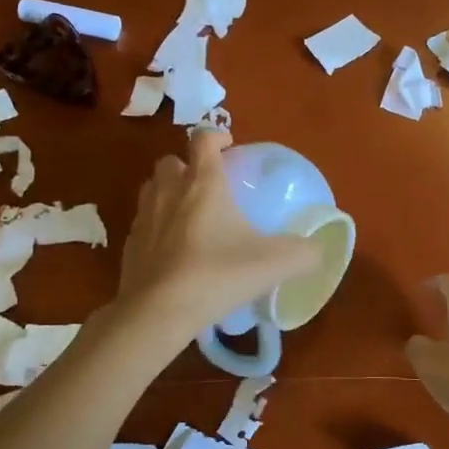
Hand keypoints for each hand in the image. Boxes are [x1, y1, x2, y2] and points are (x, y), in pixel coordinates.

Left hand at [115, 131, 319, 344]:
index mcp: (203, 183)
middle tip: (208, 186)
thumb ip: (303, 254)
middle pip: (171, 161)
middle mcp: (169, 191)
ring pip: (152, 189)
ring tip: (189, 215)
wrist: (158, 312)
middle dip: (188, 166)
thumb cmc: (217, 275)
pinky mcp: (129, 245)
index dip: (216, 136)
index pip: (203, 139)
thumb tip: (319, 251)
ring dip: (169, 193)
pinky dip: (157, 227)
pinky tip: (173, 251)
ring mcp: (144, 218)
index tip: (230, 147)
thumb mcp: (273, 264)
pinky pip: (143, 224)